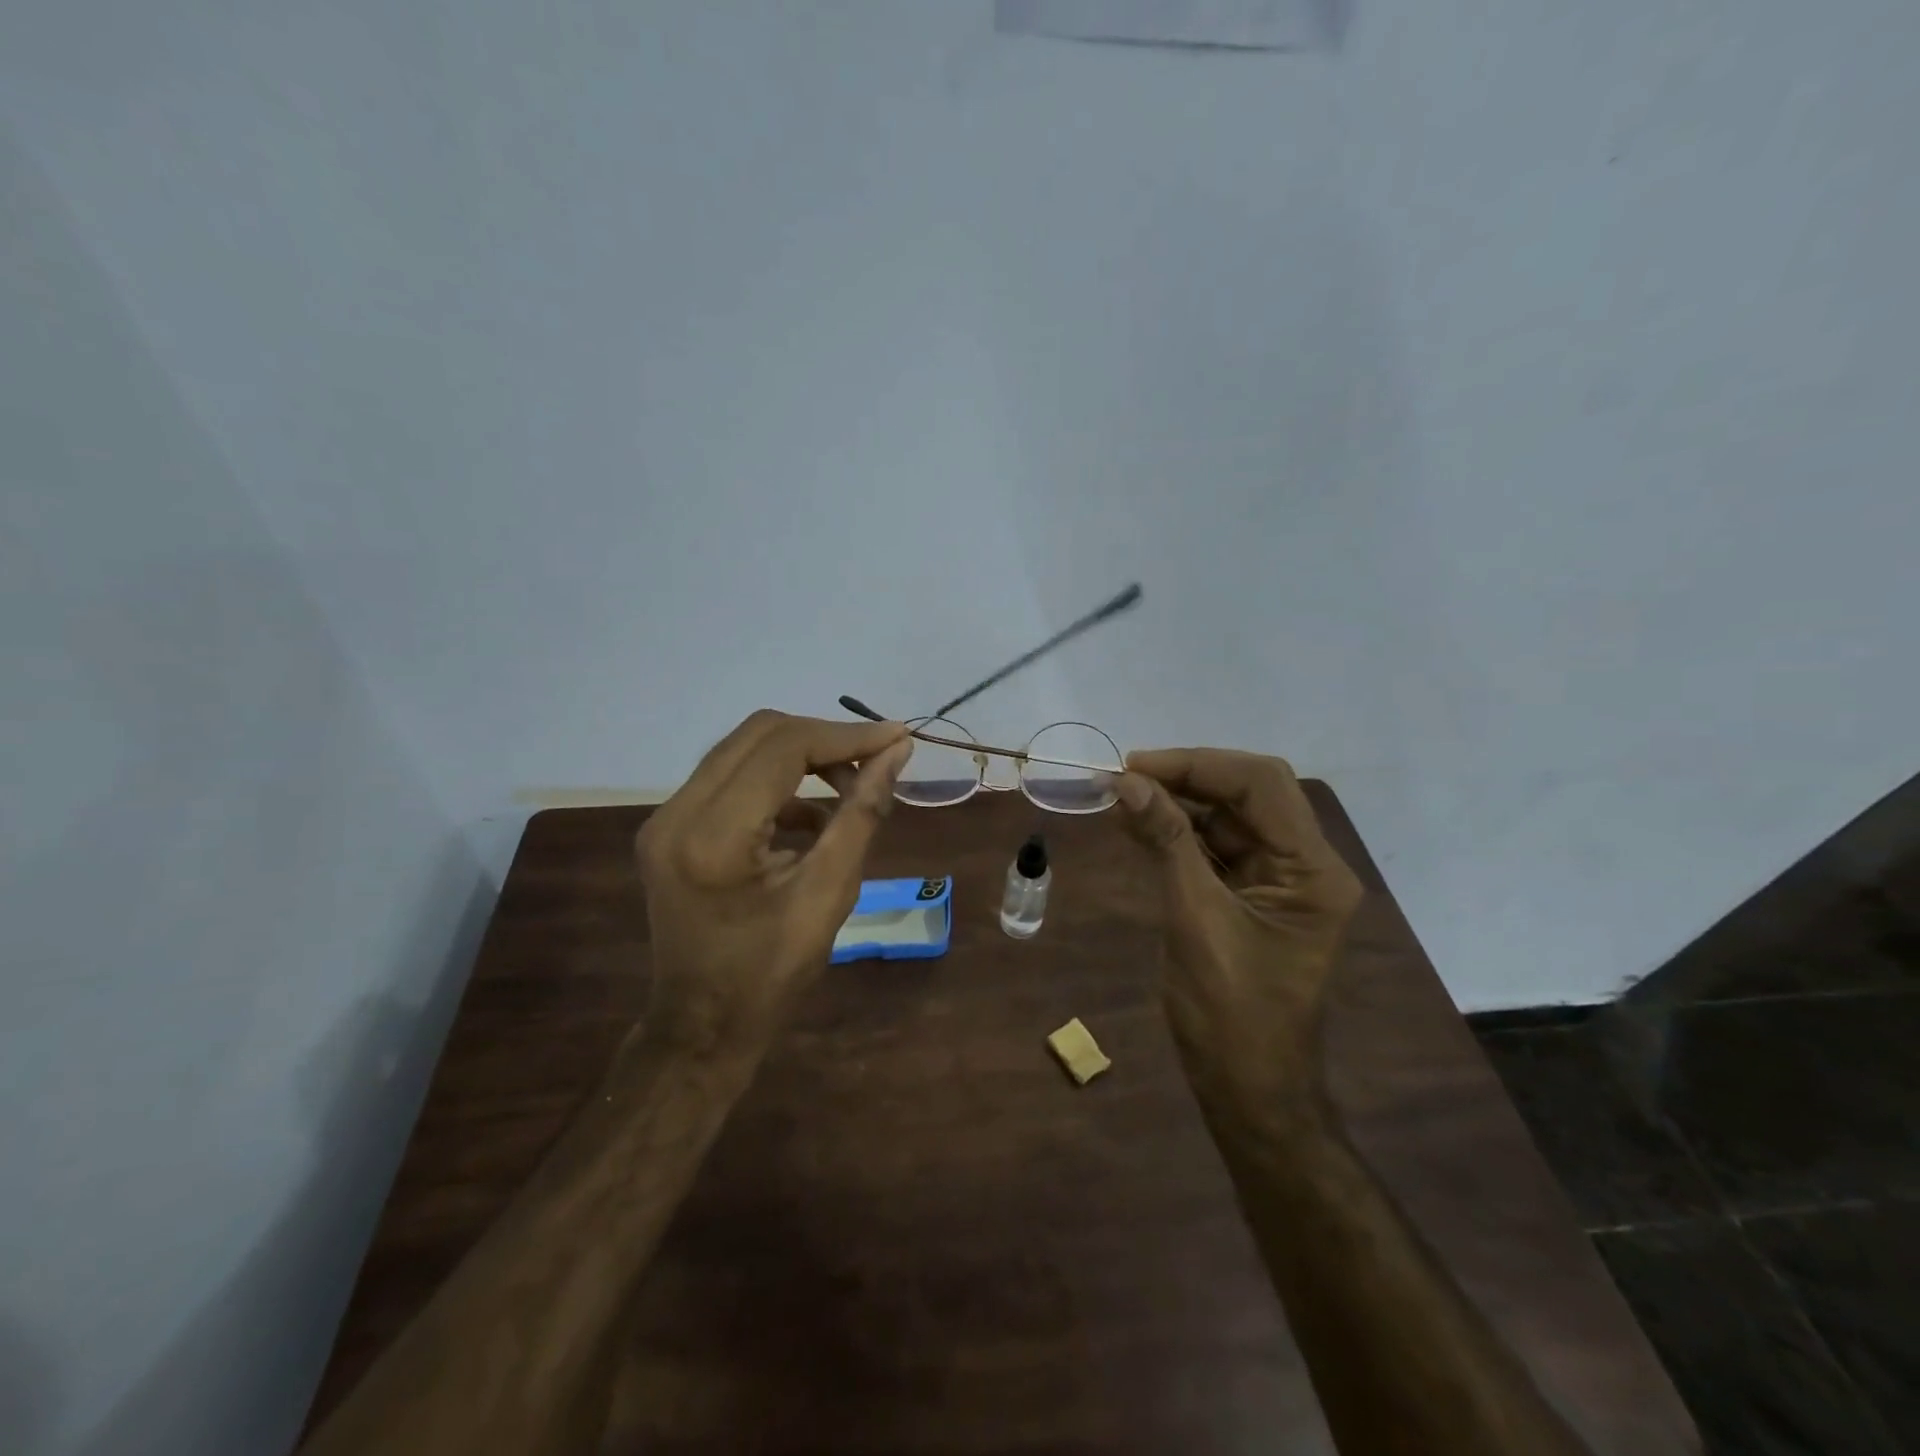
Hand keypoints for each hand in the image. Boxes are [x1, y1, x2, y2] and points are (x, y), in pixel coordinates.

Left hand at [634, 710, 911, 1074]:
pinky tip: (812, 818)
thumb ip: (862, 814)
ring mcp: (665, 818)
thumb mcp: (829, 894)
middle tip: (875, 761)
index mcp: (713, 836)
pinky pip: (730, 779)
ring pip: (743, 750)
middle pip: (759, 734)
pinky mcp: (670, 827)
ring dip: (802, 758)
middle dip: (825, 740)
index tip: (898, 738)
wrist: (700, 1027)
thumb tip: (896, 752)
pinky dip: (778, 784)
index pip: (783, 749)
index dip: (846, 736)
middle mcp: (676, 813)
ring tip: (851, 788)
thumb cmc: (771, 975)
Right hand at [1117, 749, 1362, 1105]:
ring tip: (1119, 797)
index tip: (1134, 766)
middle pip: (1248, 794)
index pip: (1262, 785)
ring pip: (1228, 817)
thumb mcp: (1195, 919)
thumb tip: (1127, 783)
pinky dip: (1176, 833)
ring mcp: (1280, 880)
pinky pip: (1215, 847)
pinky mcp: (1253, 895)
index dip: (1196, 765)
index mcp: (1312, 871)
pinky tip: (1136, 824)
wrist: (1248, 1090)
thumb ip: (1166, 843)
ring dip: (1176, 803)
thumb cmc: (1230, 1015)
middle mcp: (1305, 865)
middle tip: (1124, 778)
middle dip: (1186, 778)